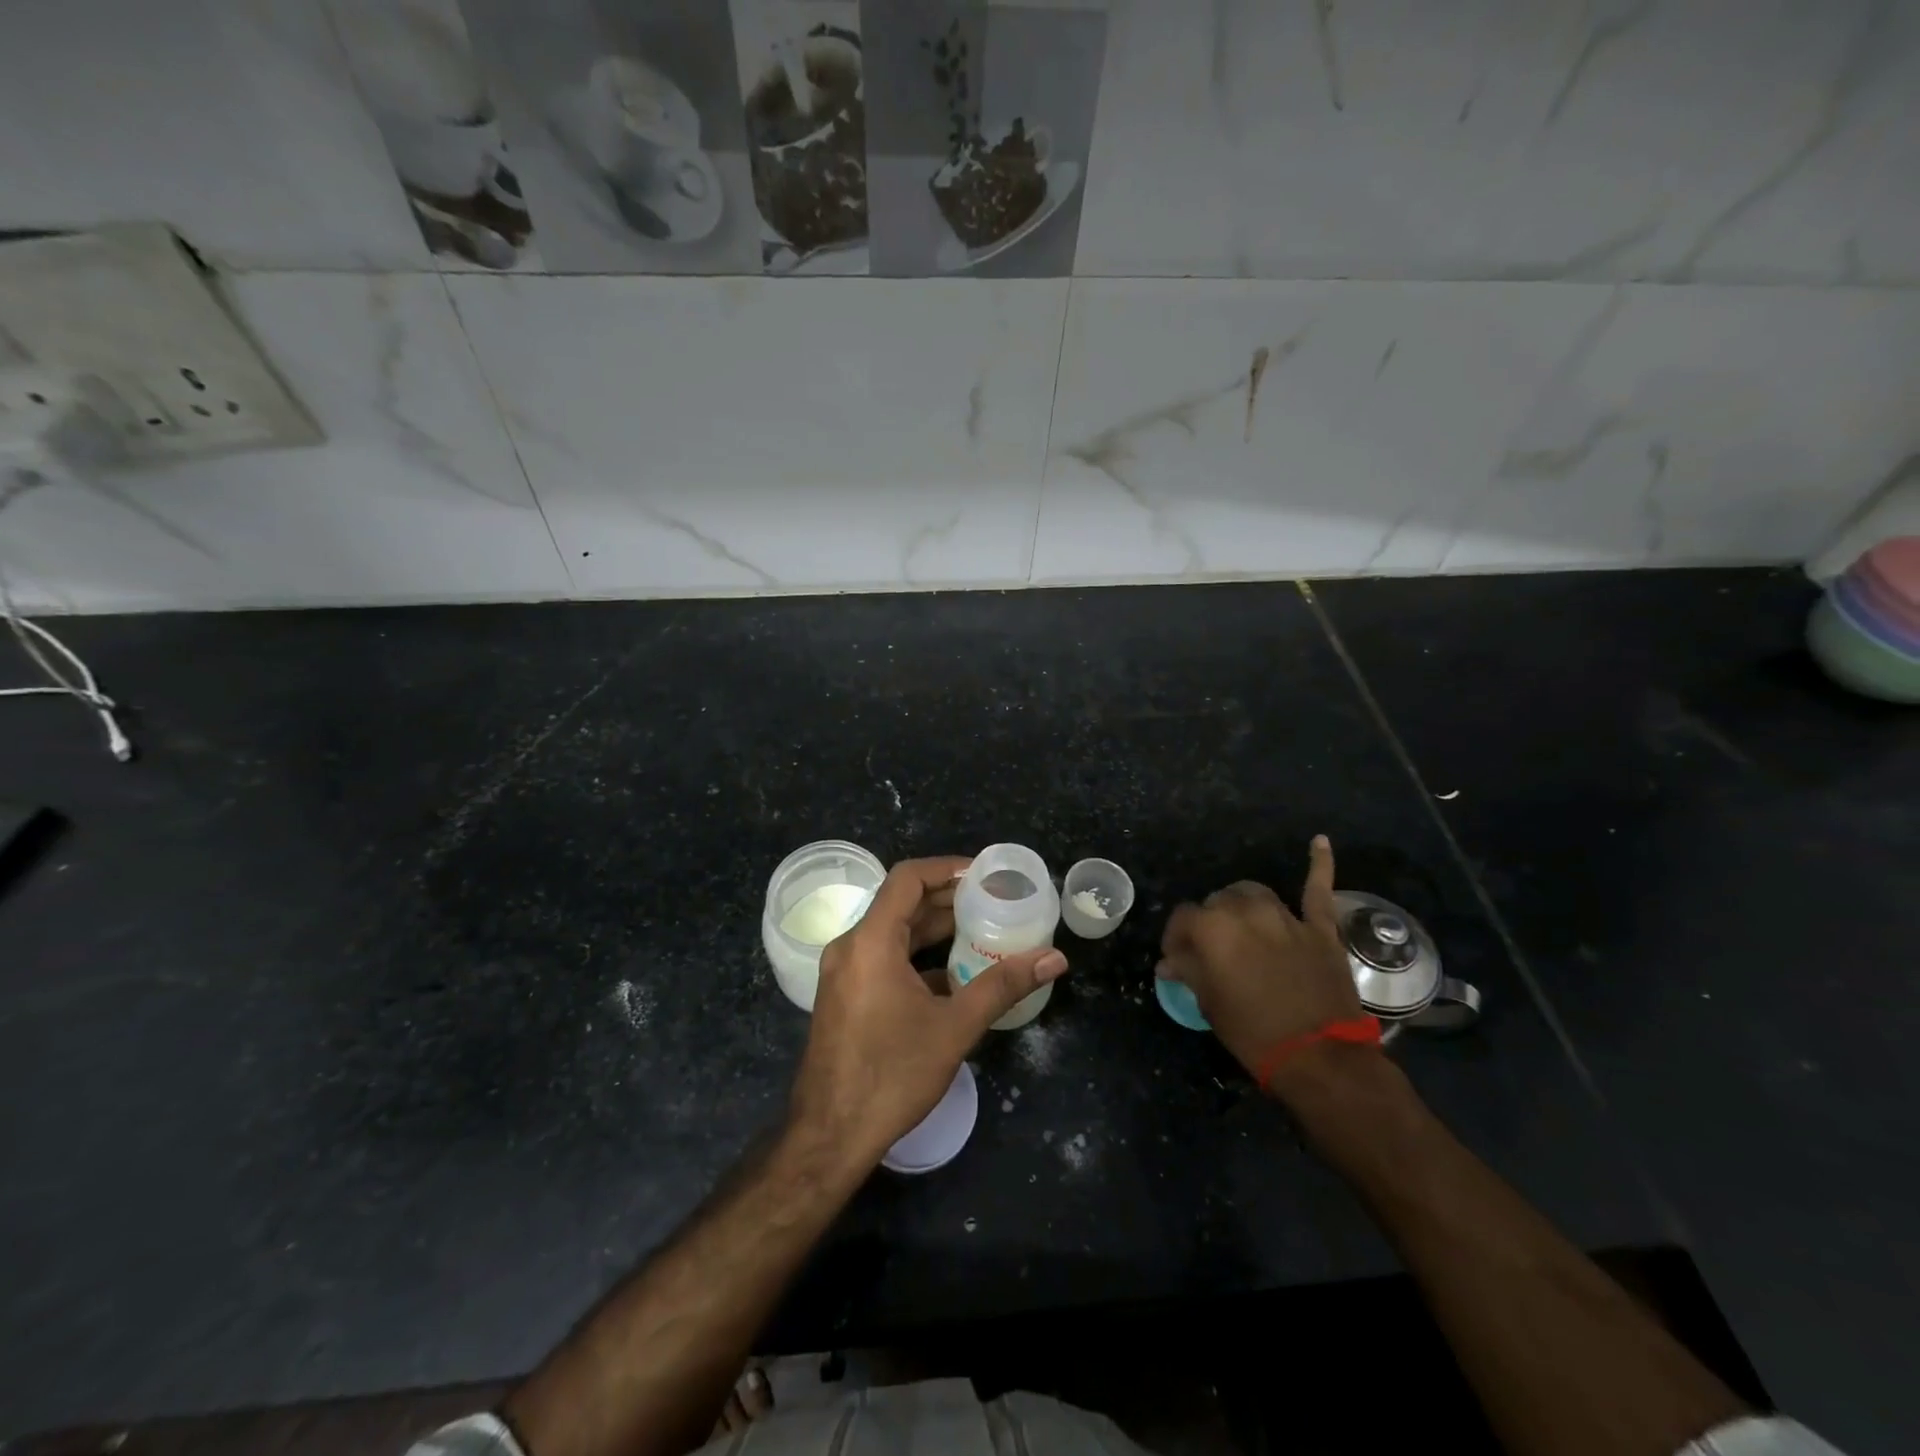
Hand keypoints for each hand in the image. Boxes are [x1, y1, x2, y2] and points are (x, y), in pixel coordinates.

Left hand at [788, 857, 1068, 1167]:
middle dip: (947, 900)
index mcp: (871, 941)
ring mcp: (843, 973)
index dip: (947, 868)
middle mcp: (851, 946)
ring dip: (933, 929)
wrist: (830, 1135)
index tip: (984, 875)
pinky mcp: (844, 996)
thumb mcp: (955, 1027)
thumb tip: (1054, 958)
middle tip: (992, 902)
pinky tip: (953, 975)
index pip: (908, 878)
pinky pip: (883, 959)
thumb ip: (1004, 986)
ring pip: (892, 933)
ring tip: (981, 931)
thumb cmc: (892, 1074)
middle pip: (901, 903)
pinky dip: (917, 957)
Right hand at [1157, 836, 1370, 1097]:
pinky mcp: (1319, 928)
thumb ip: (1188, 972)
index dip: (1176, 938)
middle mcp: (1245, 912)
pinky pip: (1317, 889)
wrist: (1319, 1057)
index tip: (1176, 959)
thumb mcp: (1209, 1004)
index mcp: (1212, 928)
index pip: (1183, 919)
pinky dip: (1319, 864)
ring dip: (1241, 905)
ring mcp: (1285, 916)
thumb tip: (1169, 962)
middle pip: (1217, 902)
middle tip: (1210, 952)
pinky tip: (1319, 842)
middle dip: (1209, 923)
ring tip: (1240, 924)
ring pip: (1253, 894)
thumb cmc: (1253, 1032)